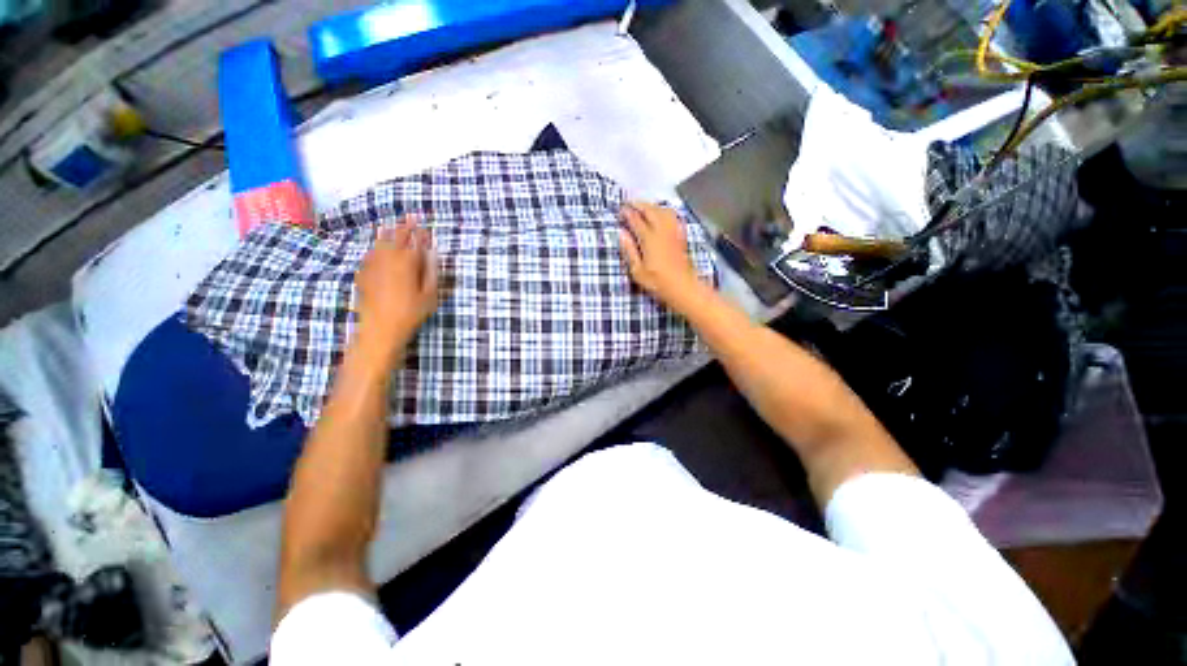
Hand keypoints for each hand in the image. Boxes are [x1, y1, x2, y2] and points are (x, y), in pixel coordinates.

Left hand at [354, 217, 438, 366]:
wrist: (380, 328)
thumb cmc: (411, 312)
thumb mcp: (430, 294)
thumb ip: (431, 271)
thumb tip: (432, 253)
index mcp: (407, 262)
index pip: (415, 241)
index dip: (420, 231)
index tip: (424, 223)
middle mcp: (388, 259)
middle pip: (396, 237)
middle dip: (404, 226)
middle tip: (409, 217)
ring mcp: (373, 266)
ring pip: (379, 243)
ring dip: (387, 233)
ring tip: (390, 225)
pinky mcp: (363, 274)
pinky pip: (369, 255)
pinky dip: (374, 247)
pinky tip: (375, 248)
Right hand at [619, 201, 704, 310]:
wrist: (683, 287)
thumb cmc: (657, 282)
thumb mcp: (637, 271)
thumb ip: (629, 250)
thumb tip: (621, 233)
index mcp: (649, 239)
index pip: (636, 220)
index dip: (628, 213)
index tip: (621, 209)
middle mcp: (662, 231)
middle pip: (651, 210)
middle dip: (639, 204)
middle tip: (630, 203)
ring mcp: (673, 232)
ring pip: (663, 210)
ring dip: (652, 205)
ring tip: (644, 206)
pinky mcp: (680, 236)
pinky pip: (673, 216)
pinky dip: (665, 211)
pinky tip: (662, 213)